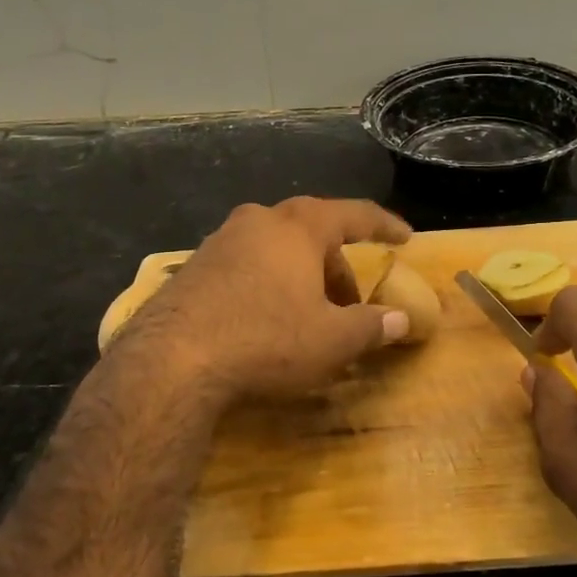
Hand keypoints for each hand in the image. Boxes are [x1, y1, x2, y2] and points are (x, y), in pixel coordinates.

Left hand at [125, 197, 412, 404]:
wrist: (171, 360)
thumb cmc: (266, 339)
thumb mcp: (331, 340)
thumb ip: (371, 326)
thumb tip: (401, 319)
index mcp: (298, 227)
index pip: (354, 215)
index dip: (384, 226)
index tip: (405, 237)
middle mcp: (258, 221)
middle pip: (312, 234)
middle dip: (337, 267)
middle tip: (351, 305)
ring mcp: (220, 241)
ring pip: (276, 250)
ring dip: (301, 277)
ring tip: (308, 316)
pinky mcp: (194, 267)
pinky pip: (247, 266)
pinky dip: (269, 285)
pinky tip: (266, 322)